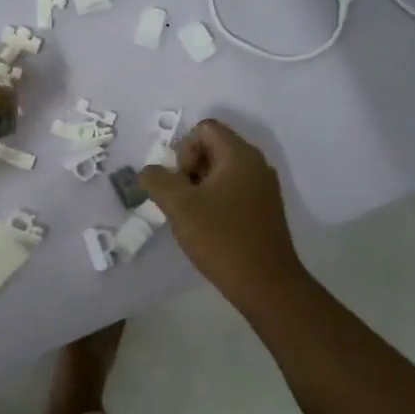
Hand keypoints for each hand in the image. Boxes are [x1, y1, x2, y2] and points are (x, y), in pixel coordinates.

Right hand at [141, 120, 304, 301]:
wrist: (267, 284)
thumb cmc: (222, 239)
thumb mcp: (180, 207)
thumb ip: (158, 181)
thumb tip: (148, 171)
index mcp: (239, 155)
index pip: (204, 128)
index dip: (184, 150)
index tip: (181, 183)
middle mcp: (256, 164)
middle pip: (213, 147)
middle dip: (189, 169)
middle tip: (183, 202)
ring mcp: (263, 187)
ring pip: (222, 170)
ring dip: (200, 187)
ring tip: (193, 217)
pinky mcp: (265, 208)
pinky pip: (234, 189)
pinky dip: (216, 200)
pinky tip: (210, 228)